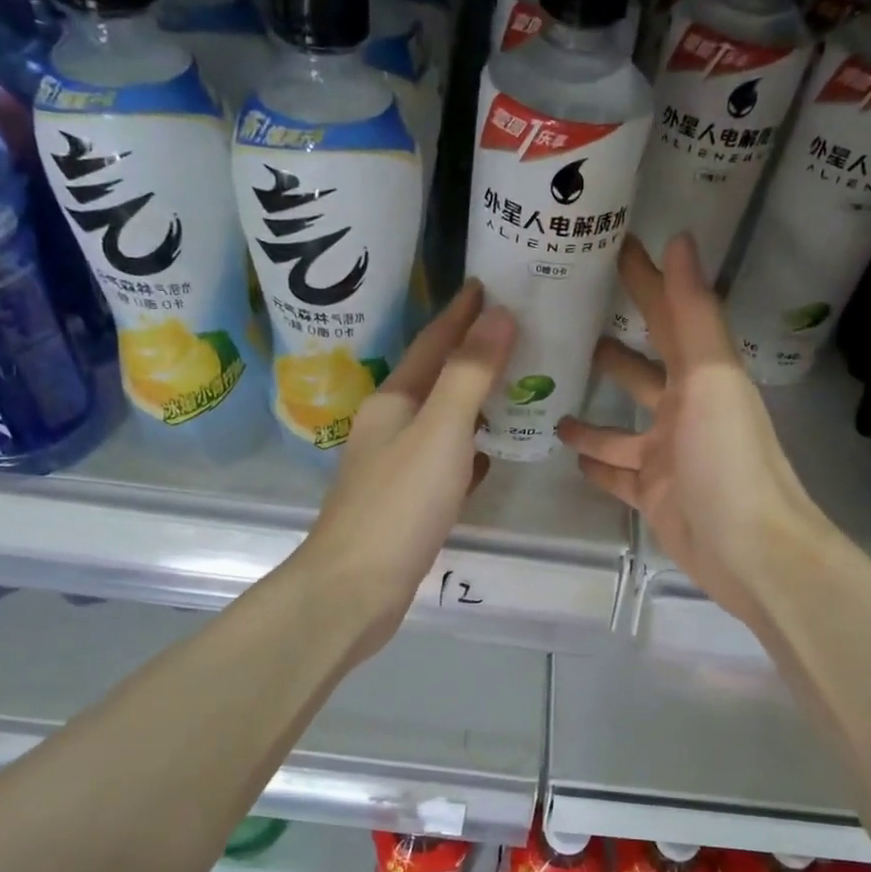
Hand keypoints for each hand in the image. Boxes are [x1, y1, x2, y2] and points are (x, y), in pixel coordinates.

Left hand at [299, 281, 516, 657]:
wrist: (355, 587)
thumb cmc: (399, 504)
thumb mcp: (440, 430)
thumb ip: (470, 374)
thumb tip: (499, 315)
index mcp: (393, 401)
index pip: (432, 344)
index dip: (461, 314)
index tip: (489, 284)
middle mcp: (389, 427)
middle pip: (435, 379)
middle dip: (470, 354)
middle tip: (515, 332)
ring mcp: (395, 467)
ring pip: (441, 421)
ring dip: (472, 402)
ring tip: (511, 386)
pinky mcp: (406, 504)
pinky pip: (445, 462)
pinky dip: (468, 451)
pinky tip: (487, 456)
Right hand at [558, 234, 826, 626]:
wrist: (749, 551)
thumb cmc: (728, 459)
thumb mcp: (712, 380)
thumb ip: (693, 315)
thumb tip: (678, 239)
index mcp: (703, 378)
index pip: (668, 316)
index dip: (644, 280)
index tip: (611, 246)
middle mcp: (686, 411)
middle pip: (642, 370)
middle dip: (613, 346)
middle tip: (564, 326)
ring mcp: (666, 457)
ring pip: (621, 426)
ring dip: (594, 409)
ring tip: (553, 389)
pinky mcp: (652, 496)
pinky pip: (617, 473)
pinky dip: (596, 463)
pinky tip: (568, 452)